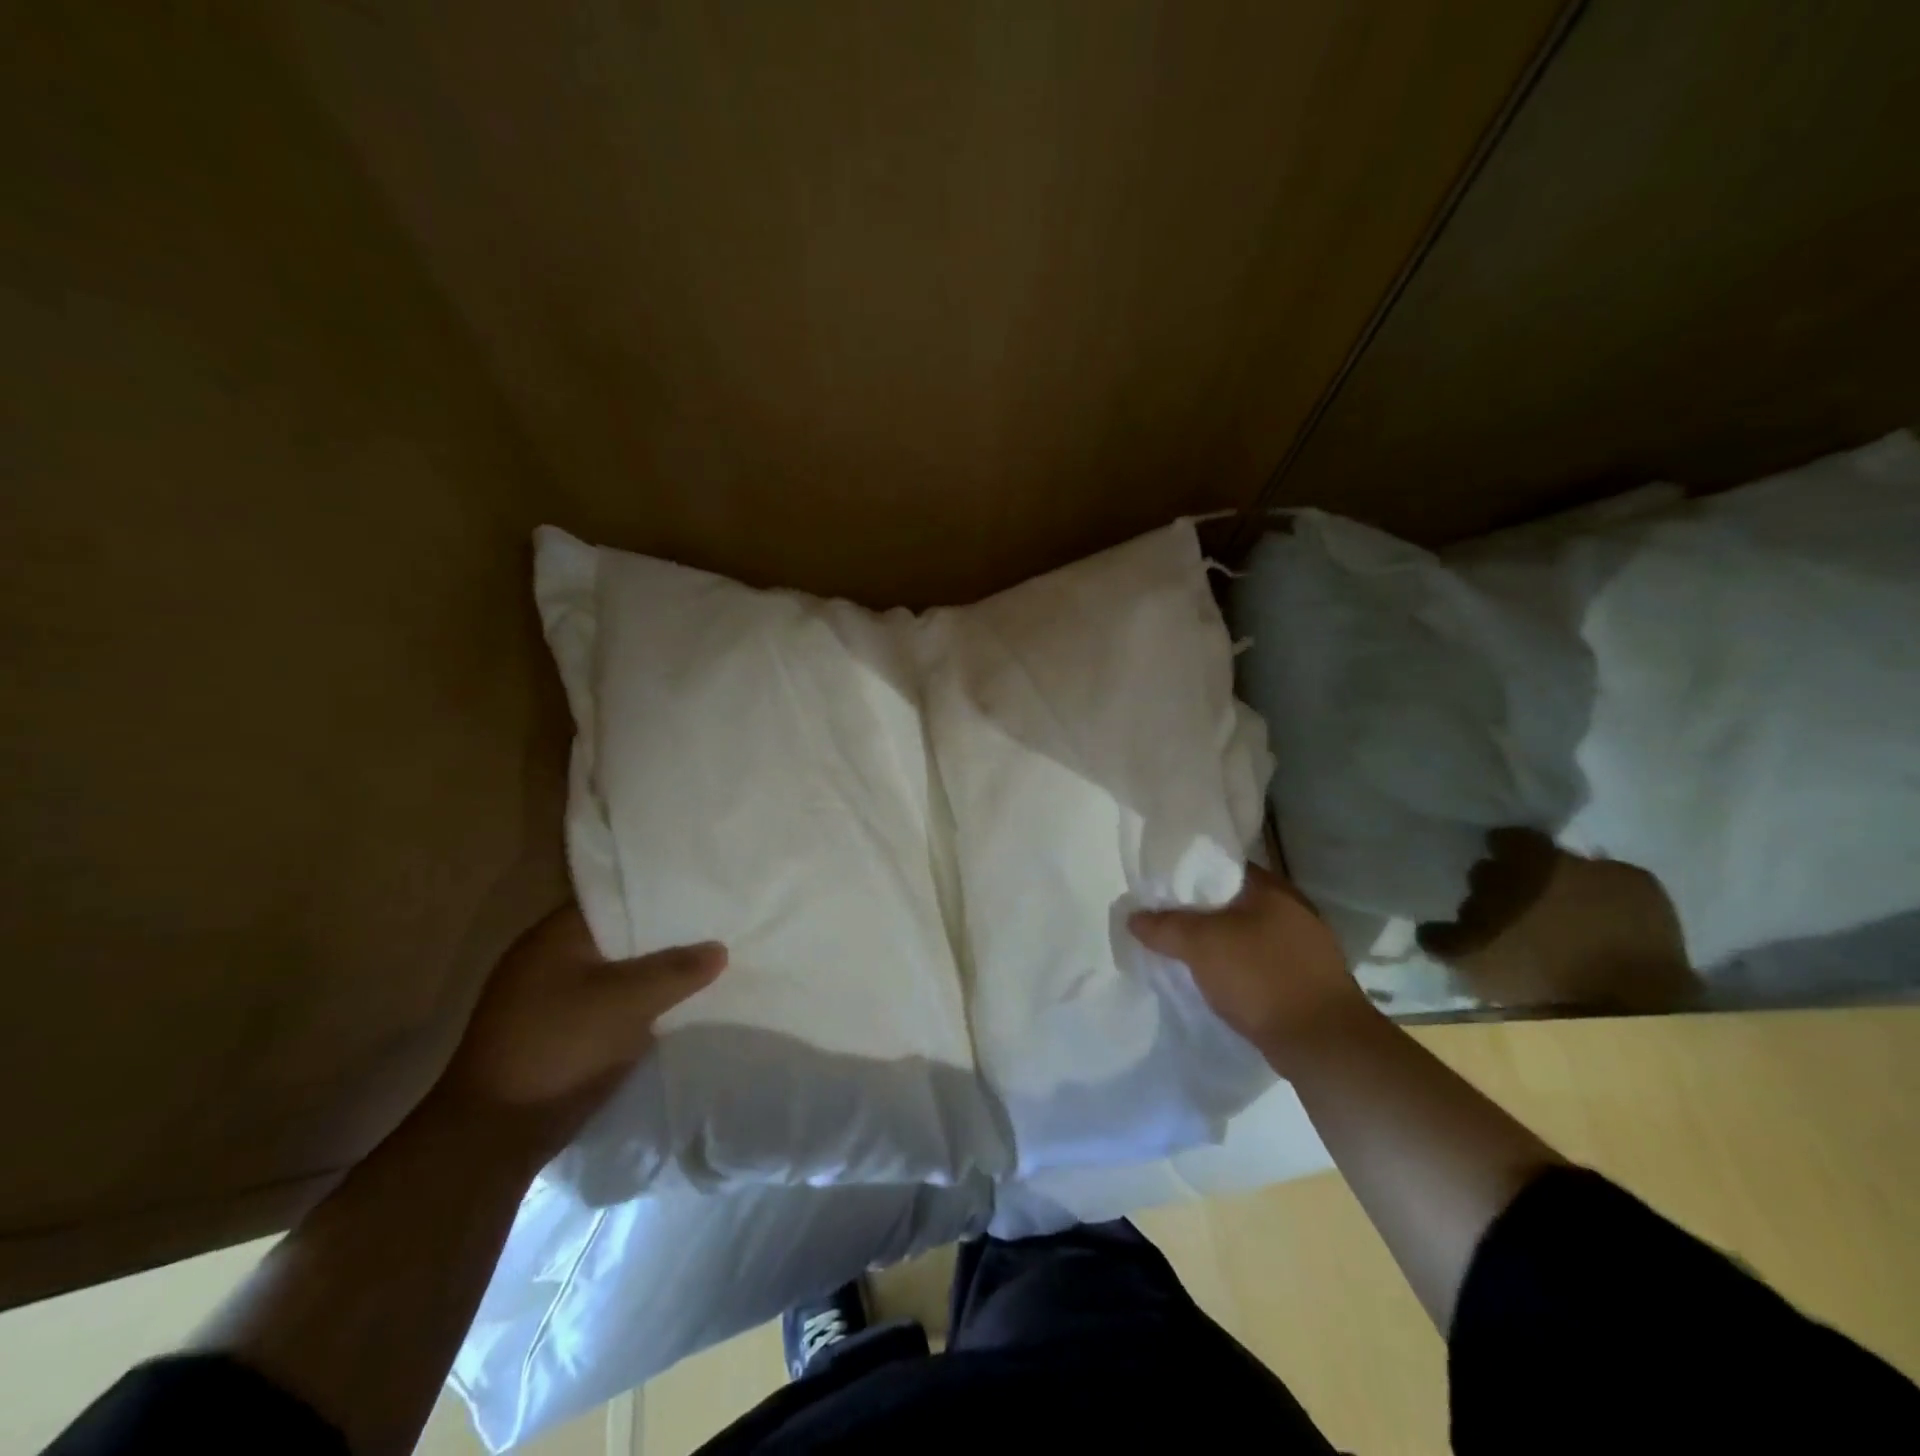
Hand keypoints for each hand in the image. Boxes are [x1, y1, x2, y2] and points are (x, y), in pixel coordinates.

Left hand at [436, 904, 726, 1164]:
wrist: (494, 1135)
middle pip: (618, 938)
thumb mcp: (627, 1001)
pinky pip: (608, 1005)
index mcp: (553, 937)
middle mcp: (546, 960)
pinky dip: (636, 1004)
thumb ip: (676, 969)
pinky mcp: (555, 1035)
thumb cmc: (560, 1047)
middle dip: (661, 938)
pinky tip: (671, 1007)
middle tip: (712, 931)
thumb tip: (719, 948)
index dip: (658, 897)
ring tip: (703, 966)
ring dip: (650, 975)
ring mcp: (547, 1000)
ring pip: (615, 974)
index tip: (701, 898)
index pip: (615, 899)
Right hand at [1129, 865, 1374, 1072]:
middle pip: (1233, 900)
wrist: (1324, 1044)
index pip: (1222, 866)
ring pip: (1247, 933)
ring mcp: (1305, 946)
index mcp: (1272, 888)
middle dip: (1200, 911)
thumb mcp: (1201, 946)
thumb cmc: (1261, 978)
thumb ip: (1164, 927)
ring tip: (1185, 953)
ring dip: (1219, 942)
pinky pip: (1261, 961)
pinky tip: (1218, 981)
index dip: (1188, 875)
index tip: (1161, 890)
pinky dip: (1238, 966)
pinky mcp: (1308, 979)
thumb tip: (1133, 917)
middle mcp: (1293, 909)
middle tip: (1166, 922)